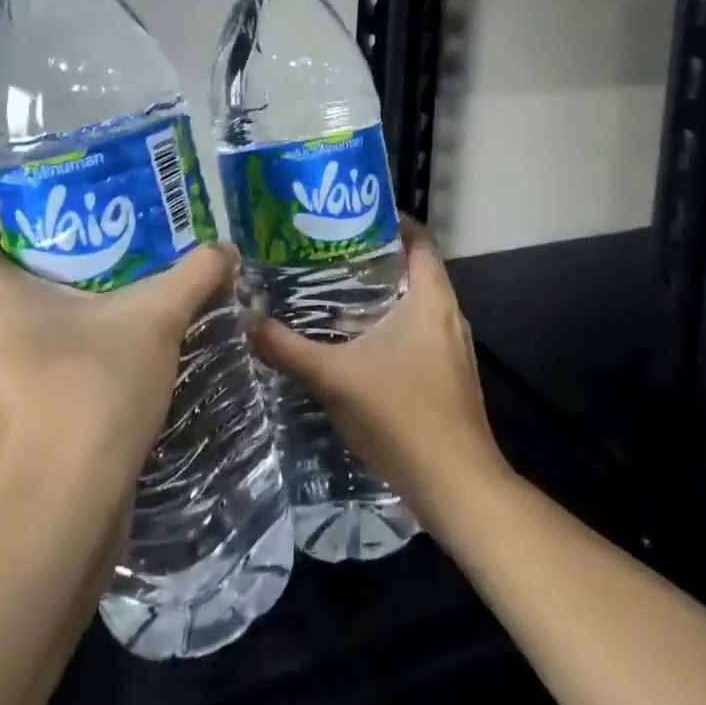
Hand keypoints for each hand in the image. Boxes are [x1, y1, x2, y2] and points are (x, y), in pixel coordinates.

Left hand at [0, 228, 236, 511]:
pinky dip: (14, 363)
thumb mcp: (158, 319)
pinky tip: (71, 362)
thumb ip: (194, 275)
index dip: (12, 230)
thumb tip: (226, 247)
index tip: (63, 230)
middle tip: (55, 269)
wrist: (64, 504)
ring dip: (1, 323)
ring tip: (65, 313)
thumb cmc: (94, 388)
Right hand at [246, 220, 512, 537]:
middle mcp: (449, 314)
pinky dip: (393, 327)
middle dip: (375, 260)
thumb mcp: (334, 378)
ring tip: (337, 294)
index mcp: (432, 297)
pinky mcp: (451, 376)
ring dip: (384, 297)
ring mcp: (454, 348)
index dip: (390, 221)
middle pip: (416, 269)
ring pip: (418, 305)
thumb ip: (289, 348)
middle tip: (329, 255)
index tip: (349, 218)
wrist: (457, 486)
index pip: (420, 238)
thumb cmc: (400, 415)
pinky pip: (421, 334)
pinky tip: (360, 344)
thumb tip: (248, 321)